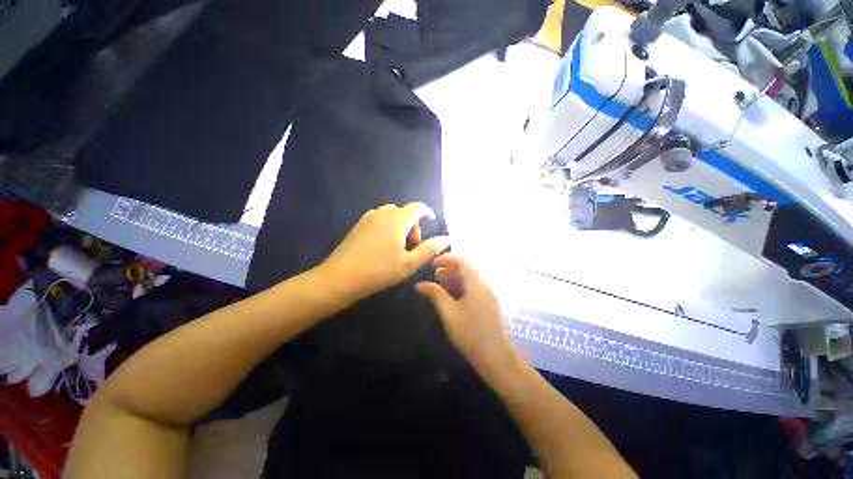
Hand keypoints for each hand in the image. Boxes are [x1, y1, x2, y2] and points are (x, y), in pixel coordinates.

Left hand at [318, 203, 449, 303]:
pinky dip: (388, 227)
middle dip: (413, 226)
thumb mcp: (409, 263)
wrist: (340, 277)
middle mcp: (383, 213)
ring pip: (391, 215)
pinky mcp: (358, 225)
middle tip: (413, 247)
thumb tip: (446, 239)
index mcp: (397, 219)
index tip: (432, 222)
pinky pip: (379, 219)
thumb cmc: (379, 270)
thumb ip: (429, 249)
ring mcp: (368, 218)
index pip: (417, 207)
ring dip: (400, 226)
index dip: (427, 212)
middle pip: (405, 212)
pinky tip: (383, 246)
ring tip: (398, 247)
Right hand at [415, 254, 517, 369]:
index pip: (462, 260)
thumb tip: (420, 284)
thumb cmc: (470, 333)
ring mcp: (487, 293)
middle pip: (465, 268)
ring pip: (468, 278)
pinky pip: (472, 287)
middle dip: (448, 269)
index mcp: (475, 283)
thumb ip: (435, 294)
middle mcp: (483, 284)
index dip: (446, 259)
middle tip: (434, 279)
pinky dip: (460, 287)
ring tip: (439, 289)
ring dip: (453, 279)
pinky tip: (451, 299)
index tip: (432, 265)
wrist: (495, 356)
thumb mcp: (449, 313)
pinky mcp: (487, 302)